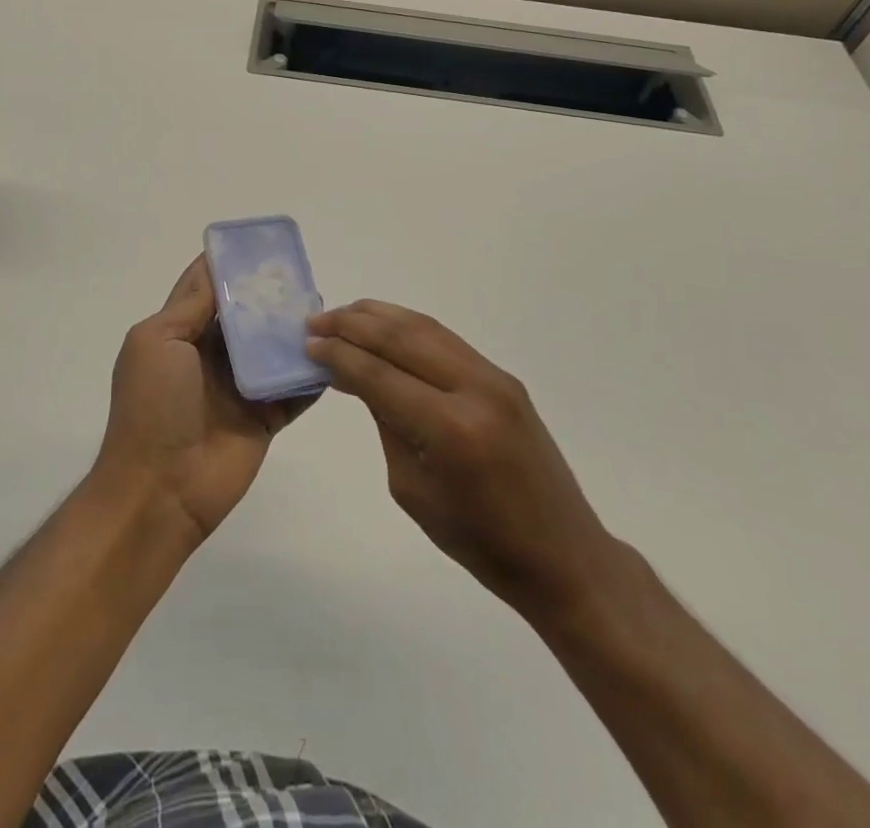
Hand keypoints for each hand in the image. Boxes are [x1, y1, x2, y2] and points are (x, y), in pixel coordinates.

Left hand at [96, 257, 311, 542]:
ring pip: (273, 350)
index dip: (228, 265)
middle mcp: (211, 356)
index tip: (259, 243)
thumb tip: (213, 265)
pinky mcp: (264, 418)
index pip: (206, 289)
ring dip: (294, 331)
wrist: (161, 490)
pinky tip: (335, 352)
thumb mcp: (158, 342)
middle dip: (270, 295)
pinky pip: (294, 390)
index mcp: (180, 335)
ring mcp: (239, 388)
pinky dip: (312, 374)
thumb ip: (190, 307)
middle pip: (246, 317)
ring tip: (325, 308)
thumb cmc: (152, 406)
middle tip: (303, 273)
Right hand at [306, 300, 618, 623]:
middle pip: (401, 339)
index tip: (307, 345)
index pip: (379, 375)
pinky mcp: (504, 377)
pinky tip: (386, 326)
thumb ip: (387, 423)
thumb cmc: (479, 542)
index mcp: (450, 429)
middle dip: (352, 325)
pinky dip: (409, 327)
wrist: (562, 554)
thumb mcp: (413, 489)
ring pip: (425, 328)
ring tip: (343, 314)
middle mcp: (474, 389)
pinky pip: (446, 340)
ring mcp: (495, 377)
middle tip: (315, 322)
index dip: (339, 356)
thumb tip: (360, 375)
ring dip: (380, 317)